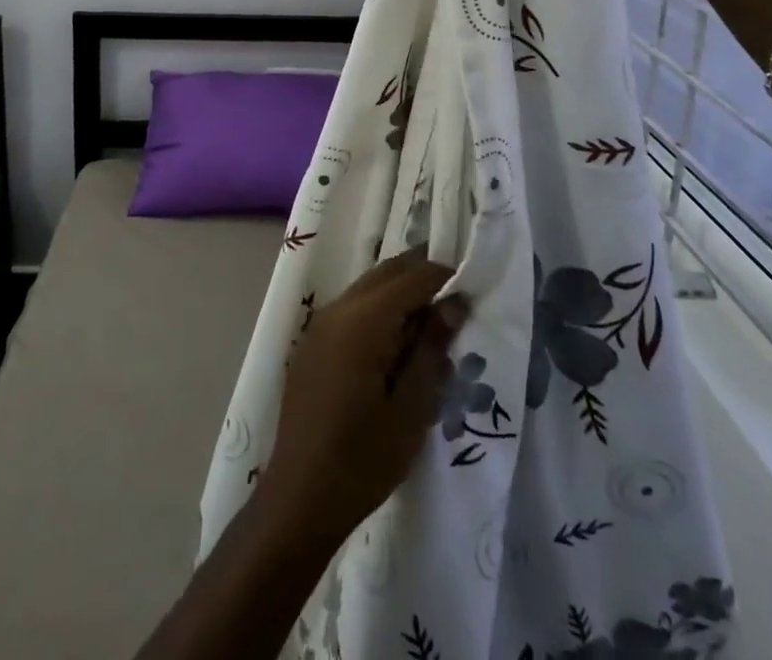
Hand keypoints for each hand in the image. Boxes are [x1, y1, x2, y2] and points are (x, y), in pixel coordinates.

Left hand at [258, 254, 468, 549]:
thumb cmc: (363, 459)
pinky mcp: (312, 342)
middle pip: (387, 272)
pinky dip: (379, 310)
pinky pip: (352, 308)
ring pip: (368, 287)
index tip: (471, 292)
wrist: (300, 498)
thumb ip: (432, 348)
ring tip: (430, 327)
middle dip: (422, 277)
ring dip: (400, 293)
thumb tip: (453, 303)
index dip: (444, 277)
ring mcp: (320, 324)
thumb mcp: (411, 408)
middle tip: (455, 302)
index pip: (412, 277)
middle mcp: (338, 309)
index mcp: (363, 320)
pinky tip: (396, 347)